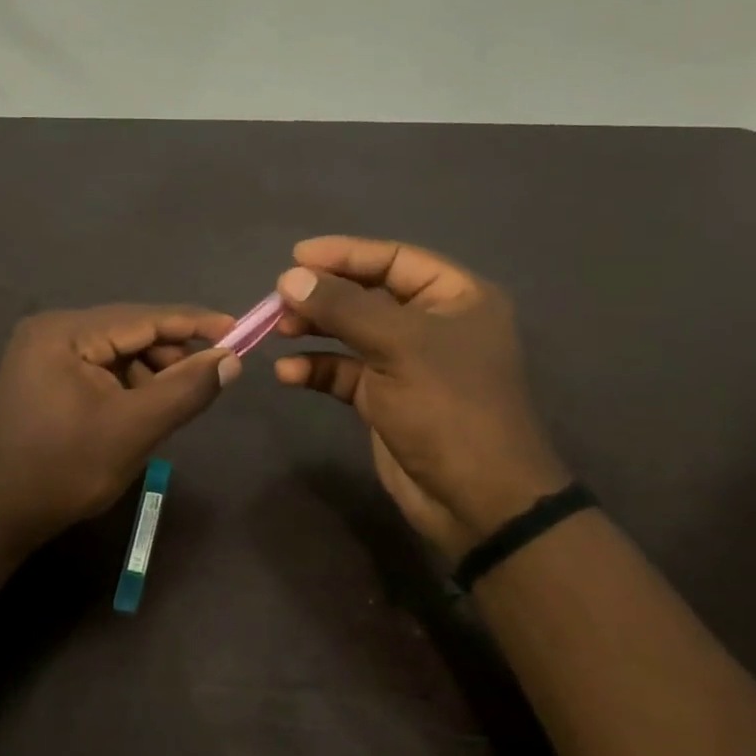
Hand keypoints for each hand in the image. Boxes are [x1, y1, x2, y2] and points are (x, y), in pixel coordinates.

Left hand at [0, 305, 237, 551]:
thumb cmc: (63, 470)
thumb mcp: (133, 430)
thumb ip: (185, 390)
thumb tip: (231, 360)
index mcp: (64, 332)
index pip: (142, 317)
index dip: (193, 323)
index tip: (239, 329)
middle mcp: (51, 329)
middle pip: (128, 330)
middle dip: (171, 352)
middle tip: (210, 376)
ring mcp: (43, 351)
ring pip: (116, 350)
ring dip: (151, 370)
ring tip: (174, 400)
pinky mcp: (43, 373)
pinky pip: (99, 366)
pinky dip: (127, 382)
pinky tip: (142, 406)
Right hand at [273, 236, 571, 562]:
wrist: (477, 502)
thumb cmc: (449, 407)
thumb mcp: (397, 346)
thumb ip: (342, 307)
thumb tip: (290, 277)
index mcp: (456, 297)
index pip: (394, 258)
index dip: (345, 253)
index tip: (295, 257)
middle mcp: (432, 323)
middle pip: (367, 294)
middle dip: (323, 296)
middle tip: (279, 299)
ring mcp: (408, 363)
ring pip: (351, 333)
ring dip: (314, 330)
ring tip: (277, 331)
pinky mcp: (386, 398)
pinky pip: (345, 372)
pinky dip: (317, 369)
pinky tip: (288, 374)